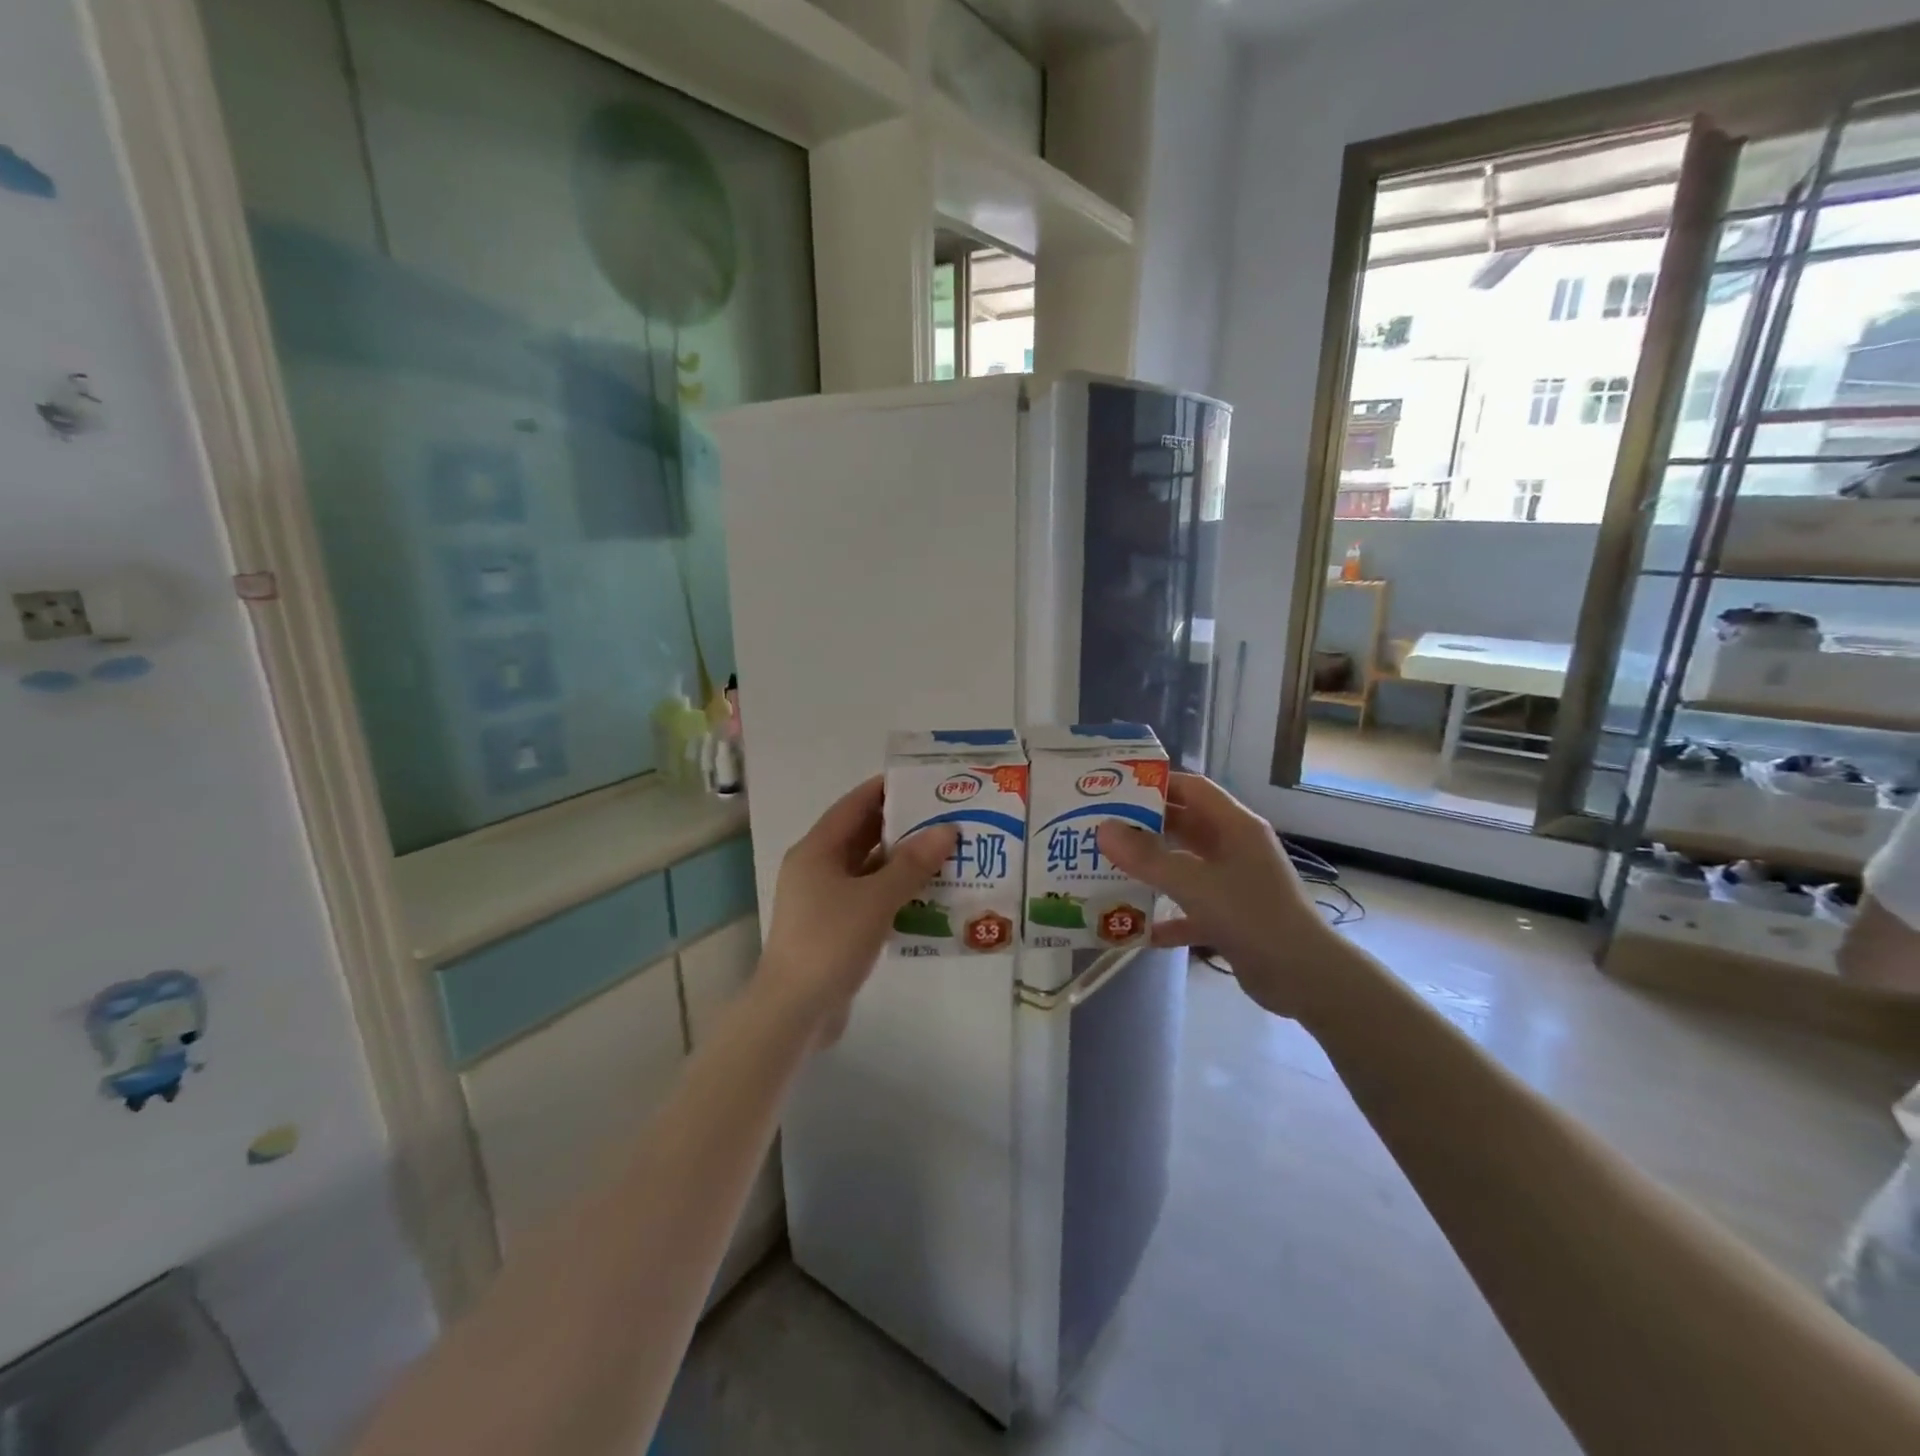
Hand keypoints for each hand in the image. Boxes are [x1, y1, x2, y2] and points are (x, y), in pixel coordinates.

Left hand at [758, 776, 956, 1042]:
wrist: (794, 1011)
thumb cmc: (830, 942)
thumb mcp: (876, 898)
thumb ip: (912, 864)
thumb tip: (946, 830)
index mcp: (817, 850)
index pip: (855, 805)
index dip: (887, 790)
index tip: (924, 782)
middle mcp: (818, 868)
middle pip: (863, 835)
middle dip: (903, 826)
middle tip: (946, 818)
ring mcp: (825, 900)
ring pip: (869, 869)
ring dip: (903, 862)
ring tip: (947, 853)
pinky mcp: (835, 927)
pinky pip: (870, 897)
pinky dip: (896, 892)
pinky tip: (930, 896)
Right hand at [1096, 773, 1335, 1020]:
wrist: (1305, 978)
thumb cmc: (1253, 916)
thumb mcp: (1195, 884)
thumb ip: (1147, 858)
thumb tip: (1104, 830)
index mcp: (1236, 827)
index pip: (1193, 789)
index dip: (1156, 785)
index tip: (1115, 790)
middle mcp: (1235, 848)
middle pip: (1185, 826)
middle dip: (1145, 828)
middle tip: (1102, 829)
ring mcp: (1234, 884)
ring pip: (1185, 867)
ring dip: (1152, 870)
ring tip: (1108, 869)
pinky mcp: (1231, 918)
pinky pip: (1191, 909)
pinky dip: (1167, 916)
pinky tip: (1135, 927)